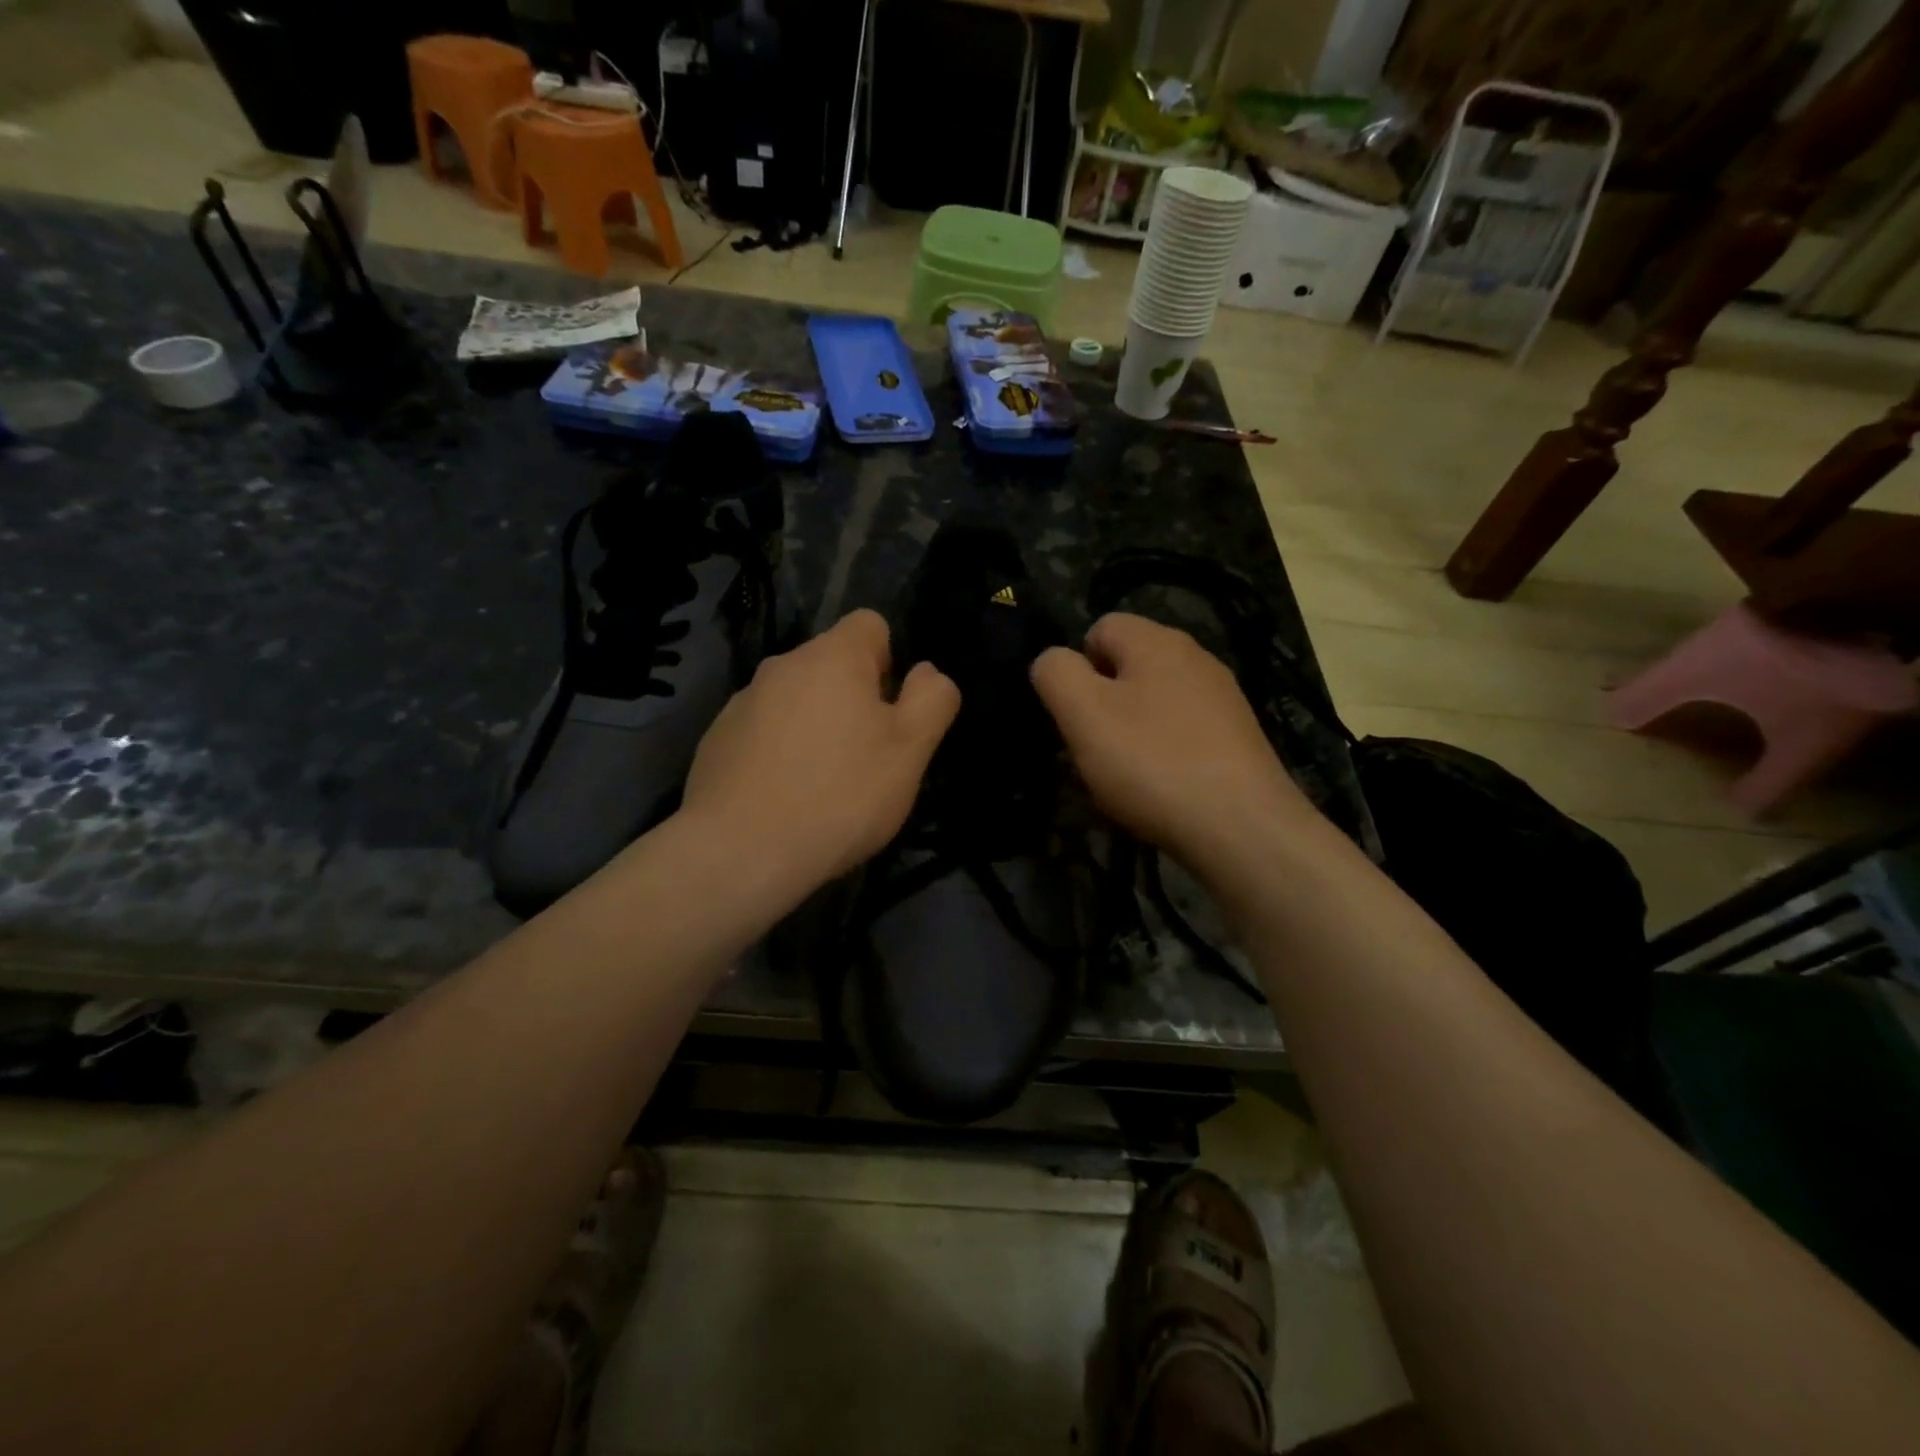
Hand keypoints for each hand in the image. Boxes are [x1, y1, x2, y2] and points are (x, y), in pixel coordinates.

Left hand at [681, 609, 959, 892]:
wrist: (741, 851)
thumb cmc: (841, 795)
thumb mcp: (911, 750)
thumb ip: (932, 699)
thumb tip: (926, 671)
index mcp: (833, 656)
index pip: (870, 624)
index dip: (890, 661)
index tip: (890, 712)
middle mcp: (782, 665)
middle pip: (832, 664)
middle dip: (854, 698)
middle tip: (866, 757)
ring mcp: (743, 702)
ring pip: (796, 699)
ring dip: (816, 725)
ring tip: (823, 784)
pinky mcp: (717, 739)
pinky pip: (763, 730)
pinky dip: (779, 751)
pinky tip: (784, 796)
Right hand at [1030, 612, 1318, 866]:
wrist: (1241, 828)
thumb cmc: (1152, 763)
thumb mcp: (1083, 714)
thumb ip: (1056, 674)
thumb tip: (1052, 660)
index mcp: (1157, 641)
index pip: (1100, 627)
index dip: (1076, 666)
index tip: (1073, 714)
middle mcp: (1196, 658)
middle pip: (1128, 668)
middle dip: (1101, 705)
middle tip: (1091, 750)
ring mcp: (1223, 699)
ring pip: (1153, 704)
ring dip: (1129, 734)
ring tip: (1123, 778)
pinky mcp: (1237, 739)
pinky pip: (1181, 734)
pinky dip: (1162, 755)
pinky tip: (1160, 790)